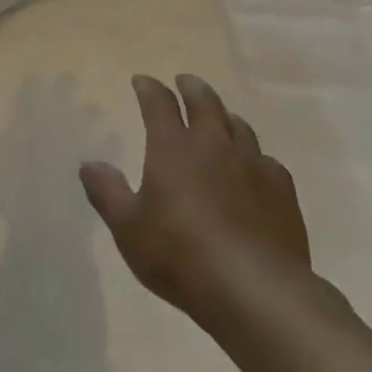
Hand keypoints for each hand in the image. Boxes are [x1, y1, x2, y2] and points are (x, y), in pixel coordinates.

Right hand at [81, 74, 312, 326]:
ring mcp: (251, 163)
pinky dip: (256, 157)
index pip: (158, 102)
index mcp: (173, 146)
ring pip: (238, 126)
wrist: (256, 290)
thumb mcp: (129, 229)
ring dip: (224, 117)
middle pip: (204, 101)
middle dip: (191, 88)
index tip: (141, 81)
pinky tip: (255, 168)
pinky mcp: (281, 190)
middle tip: (185, 82)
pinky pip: (267, 161)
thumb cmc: (182, 255)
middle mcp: (213, 143)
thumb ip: (108, 194)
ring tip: (220, 120)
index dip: (149, 88)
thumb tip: (89, 165)